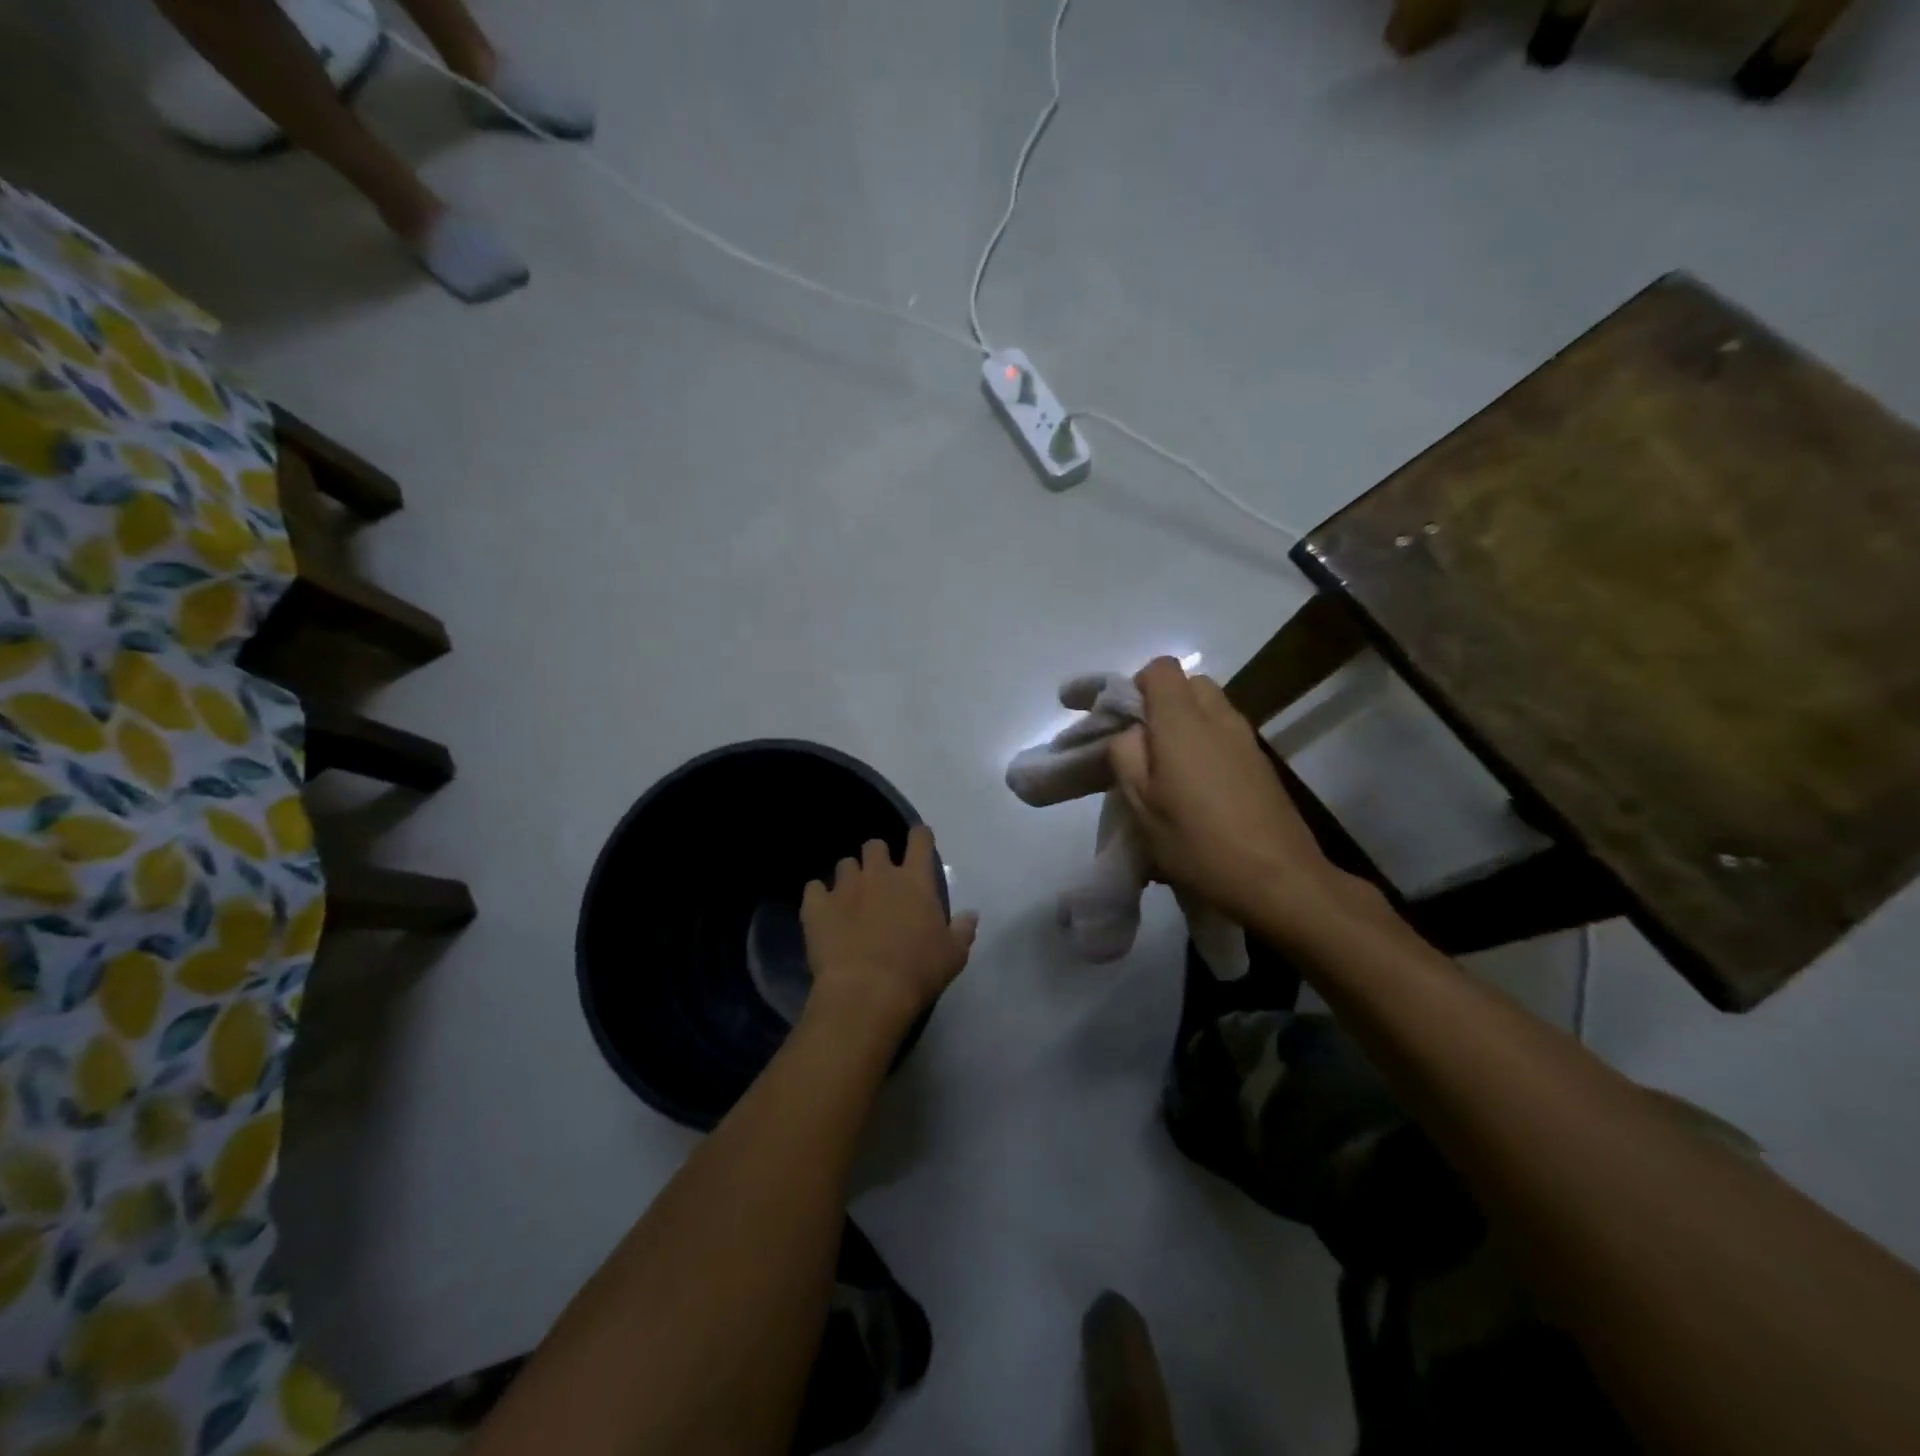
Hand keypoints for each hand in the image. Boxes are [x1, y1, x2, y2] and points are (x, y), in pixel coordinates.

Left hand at [801, 826, 976, 1042]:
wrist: (866, 992)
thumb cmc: (917, 972)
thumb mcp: (953, 955)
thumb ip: (963, 929)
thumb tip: (971, 914)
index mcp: (915, 880)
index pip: (920, 840)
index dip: (920, 837)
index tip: (919, 841)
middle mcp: (879, 874)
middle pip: (875, 845)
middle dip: (877, 857)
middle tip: (880, 879)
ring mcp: (844, 887)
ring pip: (844, 864)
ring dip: (849, 877)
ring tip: (849, 899)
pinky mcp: (816, 906)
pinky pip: (813, 889)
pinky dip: (818, 897)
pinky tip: (822, 913)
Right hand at [1109, 657, 1362, 936]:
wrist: (1280, 882)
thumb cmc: (1199, 843)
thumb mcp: (1141, 805)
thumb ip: (1126, 756)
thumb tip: (1131, 734)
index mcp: (1183, 722)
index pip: (1160, 669)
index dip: (1135, 687)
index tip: (1120, 722)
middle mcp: (1219, 718)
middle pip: (1189, 684)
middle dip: (1161, 704)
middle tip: (1142, 747)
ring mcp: (1247, 740)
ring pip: (1210, 710)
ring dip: (1185, 726)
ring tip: (1168, 772)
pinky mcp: (1263, 764)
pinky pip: (1226, 736)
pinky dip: (1207, 746)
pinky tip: (1197, 791)